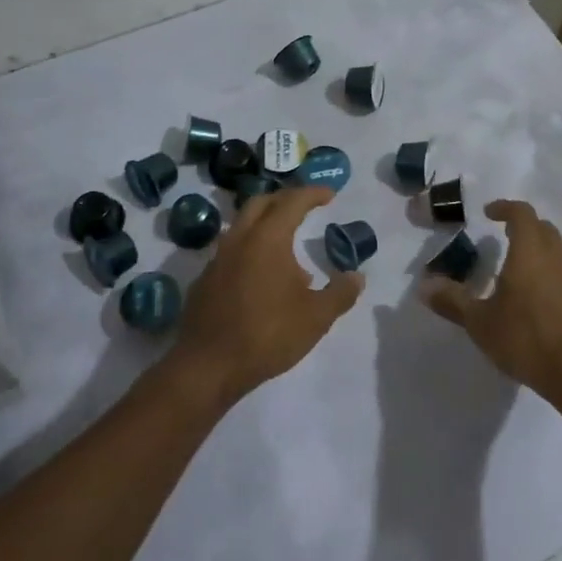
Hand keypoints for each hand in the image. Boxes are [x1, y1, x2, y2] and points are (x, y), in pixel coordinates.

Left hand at [173, 184, 362, 404]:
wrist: (207, 366)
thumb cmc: (267, 334)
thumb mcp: (316, 317)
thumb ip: (340, 293)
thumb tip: (357, 276)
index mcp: (268, 238)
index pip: (292, 201)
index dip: (313, 194)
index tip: (330, 194)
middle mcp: (239, 239)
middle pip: (261, 203)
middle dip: (285, 199)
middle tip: (305, 207)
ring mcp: (217, 258)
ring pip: (242, 225)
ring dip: (265, 223)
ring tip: (286, 245)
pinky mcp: (205, 279)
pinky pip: (231, 250)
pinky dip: (250, 248)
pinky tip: (261, 275)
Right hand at [421, 199, 561, 402]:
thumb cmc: (526, 339)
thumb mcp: (480, 323)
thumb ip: (452, 301)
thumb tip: (424, 286)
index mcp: (530, 253)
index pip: (522, 214)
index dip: (505, 208)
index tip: (490, 214)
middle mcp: (556, 259)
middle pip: (544, 229)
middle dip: (524, 227)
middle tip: (504, 238)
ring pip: (558, 254)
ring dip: (539, 254)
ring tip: (517, 275)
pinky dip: (552, 279)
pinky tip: (538, 305)